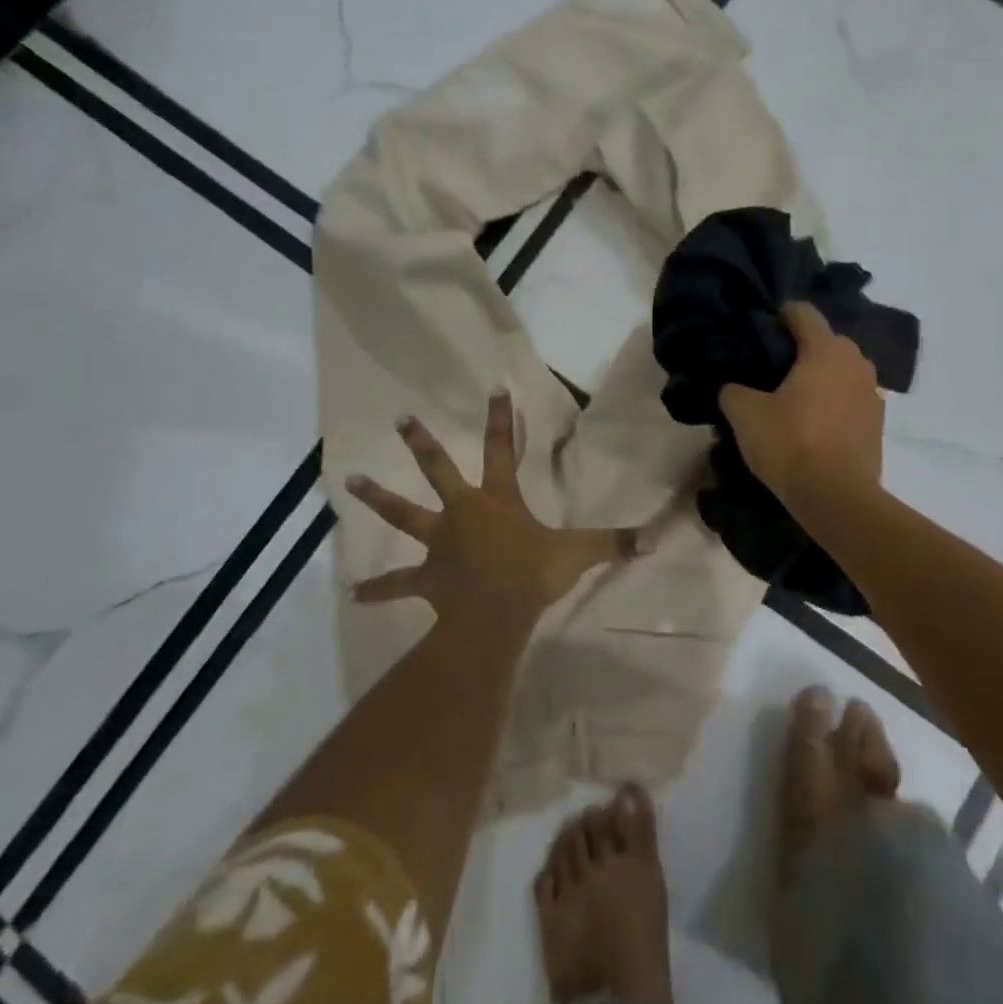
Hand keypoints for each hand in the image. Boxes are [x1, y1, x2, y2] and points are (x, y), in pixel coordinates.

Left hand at [345, 392, 637, 629]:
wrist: (496, 615)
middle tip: (401, 419)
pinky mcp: (426, 578)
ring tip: (348, 483)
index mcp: (497, 500)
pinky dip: (378, 589)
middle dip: (422, 443)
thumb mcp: (578, 554)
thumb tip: (653, 538)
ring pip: (403, 515)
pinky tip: (354, 594)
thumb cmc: (533, 574)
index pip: (500, 449)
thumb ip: (613, 543)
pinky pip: (398, 584)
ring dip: (378, 499)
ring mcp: (439, 543)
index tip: (494, 389)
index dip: (500, 418)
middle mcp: (462, 512)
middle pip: (438, 470)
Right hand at [719, 302, 883, 512]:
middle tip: (772, 370)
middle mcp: (856, 362)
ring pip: (842, 371)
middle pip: (826, 341)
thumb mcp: (745, 414)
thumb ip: (734, 391)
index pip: (803, 313)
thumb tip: (734, 387)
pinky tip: (815, 423)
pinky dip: (835, 402)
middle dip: (801, 349)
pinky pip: (851, 399)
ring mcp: (873, 392)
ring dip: (821, 377)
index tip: (761, 330)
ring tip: (794, 398)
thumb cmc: (790, 443)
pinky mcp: (878, 423)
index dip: (780, 315)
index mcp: (825, 349)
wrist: (837, 497)